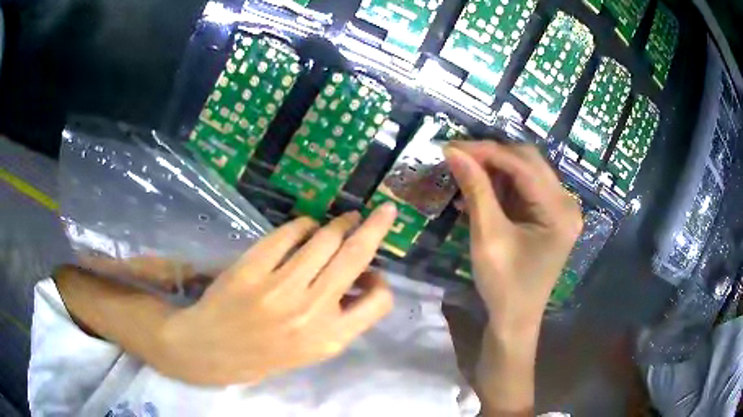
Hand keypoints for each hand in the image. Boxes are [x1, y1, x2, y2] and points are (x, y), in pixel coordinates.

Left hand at [153, 204, 396, 384]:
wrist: (213, 349)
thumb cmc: (266, 354)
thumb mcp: (312, 350)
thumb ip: (342, 319)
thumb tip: (362, 279)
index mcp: (330, 338)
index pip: (379, 302)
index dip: (382, 283)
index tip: (374, 274)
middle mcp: (310, 312)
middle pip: (355, 256)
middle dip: (375, 227)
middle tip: (383, 212)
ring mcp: (279, 287)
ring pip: (325, 239)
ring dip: (339, 224)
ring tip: (342, 221)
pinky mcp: (253, 267)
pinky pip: (289, 233)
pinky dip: (304, 225)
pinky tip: (305, 227)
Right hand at [444, 141, 581, 414]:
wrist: (515, 320)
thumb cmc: (504, 286)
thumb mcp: (488, 237)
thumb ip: (476, 190)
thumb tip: (454, 152)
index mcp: (560, 210)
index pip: (523, 165)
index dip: (486, 152)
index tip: (451, 147)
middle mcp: (566, 203)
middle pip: (528, 162)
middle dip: (491, 156)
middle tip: (456, 156)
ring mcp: (559, 209)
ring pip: (524, 172)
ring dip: (494, 170)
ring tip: (463, 171)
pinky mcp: (548, 216)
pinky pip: (523, 189)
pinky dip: (500, 186)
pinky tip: (477, 191)